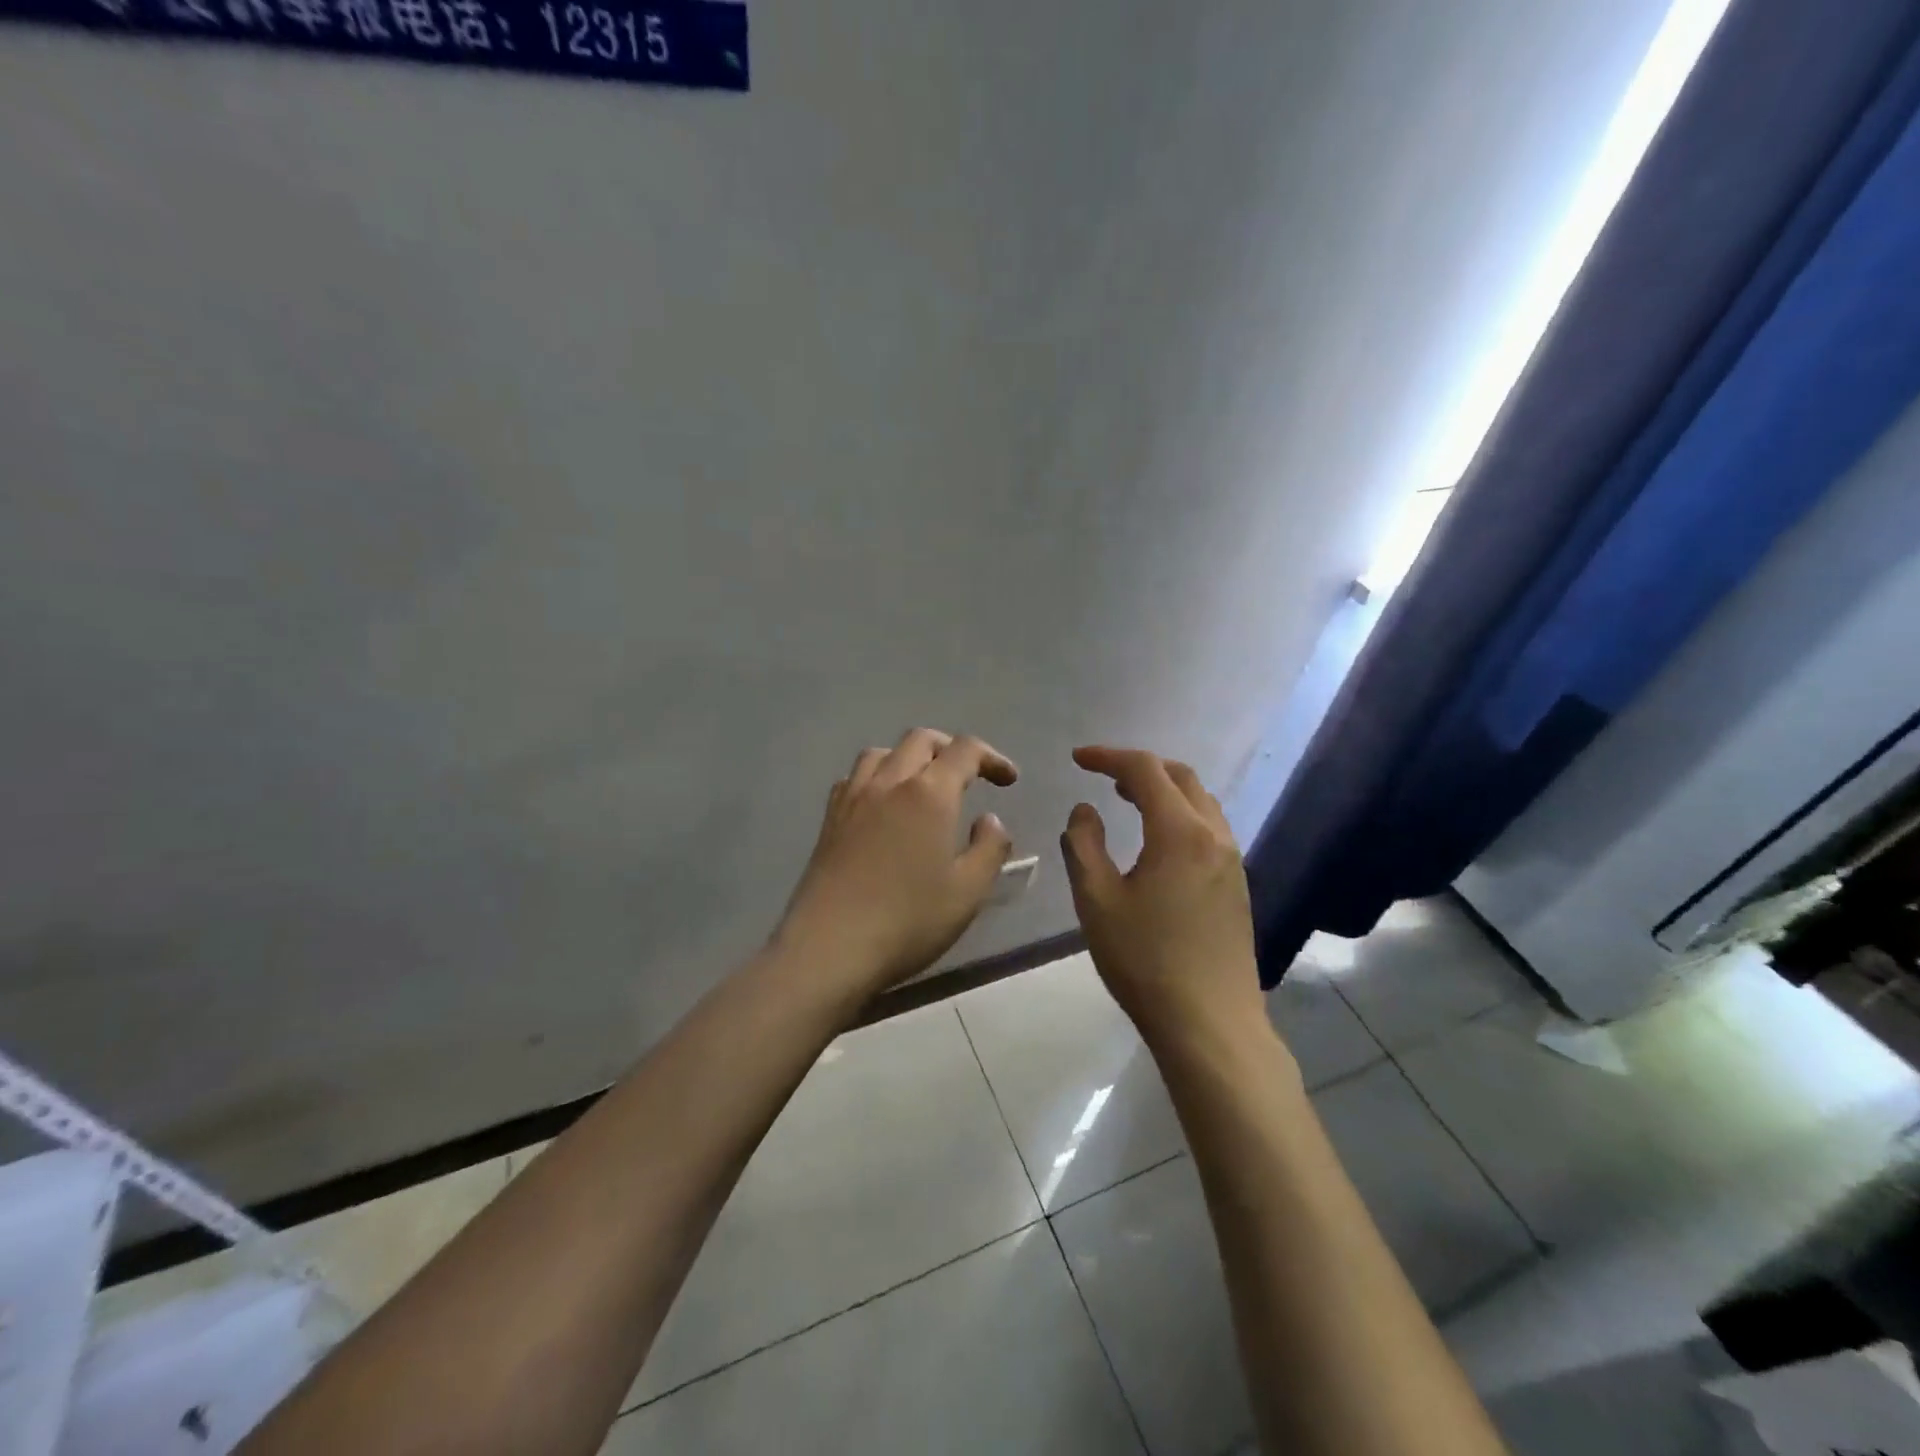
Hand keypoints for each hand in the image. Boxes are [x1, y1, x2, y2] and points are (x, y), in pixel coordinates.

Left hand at [773, 728, 1018, 1000]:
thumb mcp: (968, 892)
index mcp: (929, 793)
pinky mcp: (830, 818)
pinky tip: (882, 804)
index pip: (965, 750)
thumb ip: (989, 848)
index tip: (1008, 779)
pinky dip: (877, 776)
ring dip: (910, 757)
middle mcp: (889, 782)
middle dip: (951, 749)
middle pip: (921, 740)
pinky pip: (855, 776)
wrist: (829, 947)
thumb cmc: (908, 921)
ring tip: (923, 784)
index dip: (992, 758)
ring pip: (882, 752)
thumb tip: (990, 820)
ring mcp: (853, 797)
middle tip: (970, 775)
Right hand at [1060, 745, 1264, 1045]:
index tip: (1077, 759)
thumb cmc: (1145, 961)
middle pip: (1180, 777)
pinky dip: (1180, 814)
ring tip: (1127, 801)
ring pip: (1200, 801)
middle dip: (1140, 767)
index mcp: (1179, 832)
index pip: (1144, 770)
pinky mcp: (1238, 884)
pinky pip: (1209, 827)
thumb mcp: (1096, 900)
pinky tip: (1157, 842)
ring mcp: (1232, 860)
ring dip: (1163, 790)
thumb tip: (1085, 811)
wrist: (1210, 1023)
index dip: (1108, 757)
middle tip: (1103, 777)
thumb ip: (1083, 845)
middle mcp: (1214, 835)